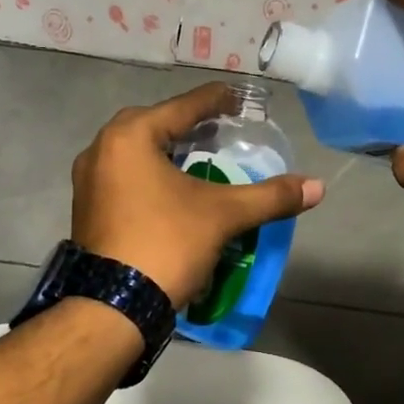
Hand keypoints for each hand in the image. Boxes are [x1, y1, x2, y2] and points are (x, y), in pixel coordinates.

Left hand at [71, 85, 324, 308]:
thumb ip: (270, 196)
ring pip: (134, 152)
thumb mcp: (223, 215)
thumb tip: (318, 187)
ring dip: (165, 149)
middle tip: (218, 129)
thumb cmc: (167, 243)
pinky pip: (122, 176)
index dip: (215, 100)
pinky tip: (170, 189)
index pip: (182, 107)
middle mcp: (102, 148)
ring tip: (196, 157)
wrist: (114, 305)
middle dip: (187, 124)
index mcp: (130, 136)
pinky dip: (148, 174)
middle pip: (153, 124)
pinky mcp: (86, 207)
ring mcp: (88, 180)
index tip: (238, 99)